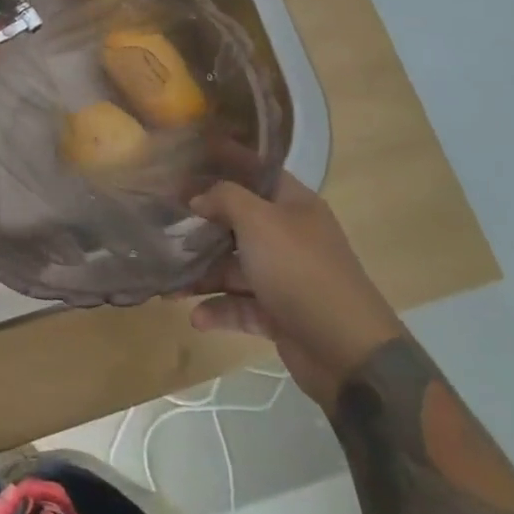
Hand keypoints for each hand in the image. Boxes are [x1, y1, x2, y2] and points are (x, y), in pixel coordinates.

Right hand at [186, 175, 406, 406]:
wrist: (348, 352)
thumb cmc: (300, 270)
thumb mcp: (258, 221)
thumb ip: (224, 198)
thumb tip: (199, 198)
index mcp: (293, 205)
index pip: (256, 171)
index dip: (226, 161)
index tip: (188, 160)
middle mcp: (289, 236)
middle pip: (238, 222)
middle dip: (202, 226)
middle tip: (165, 224)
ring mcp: (285, 277)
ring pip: (234, 267)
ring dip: (203, 274)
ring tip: (169, 283)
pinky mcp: (280, 314)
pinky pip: (241, 305)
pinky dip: (219, 310)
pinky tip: (195, 317)